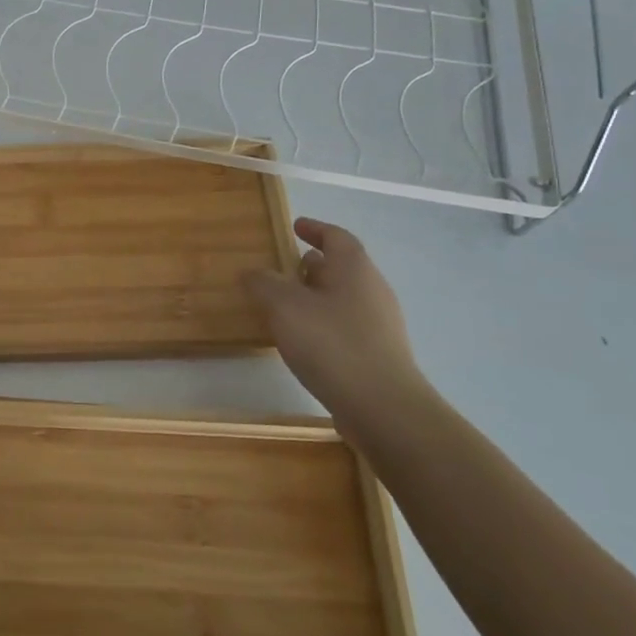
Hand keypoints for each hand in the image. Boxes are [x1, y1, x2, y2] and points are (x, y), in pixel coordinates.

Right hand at [244, 218, 427, 424]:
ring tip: (285, 305)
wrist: (383, 408)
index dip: (315, 229)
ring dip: (316, 296)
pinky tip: (302, 340)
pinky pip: (346, 326)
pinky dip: (323, 323)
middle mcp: (372, 290)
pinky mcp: (378, 355)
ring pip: (343, 298)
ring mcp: (380, 325)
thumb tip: (252, 272)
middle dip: (313, 265)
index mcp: (354, 269)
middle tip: (283, 267)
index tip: (295, 226)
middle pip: (342, 267)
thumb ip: (264, 283)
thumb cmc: (332, 344)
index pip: (336, 237)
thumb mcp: (284, 307)